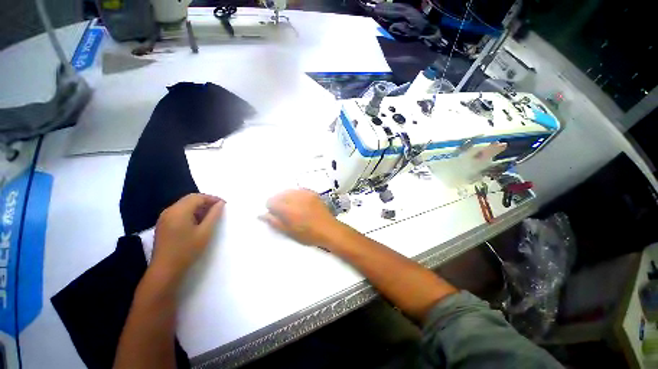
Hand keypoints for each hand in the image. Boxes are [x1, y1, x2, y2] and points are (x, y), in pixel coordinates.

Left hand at [152, 194, 224, 282]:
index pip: (197, 197)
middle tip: (218, 209)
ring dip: (198, 207)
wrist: (165, 270)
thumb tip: (220, 204)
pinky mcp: (163, 224)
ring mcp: (164, 218)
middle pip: (190, 199)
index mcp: (179, 211)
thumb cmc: (187, 250)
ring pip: (184, 205)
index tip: (224, 204)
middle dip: (206, 201)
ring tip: (210, 215)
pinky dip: (190, 212)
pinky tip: (198, 222)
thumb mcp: (205, 232)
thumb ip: (214, 215)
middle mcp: (169, 211)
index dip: (212, 198)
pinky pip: (179, 212)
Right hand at [261, 189, 343, 248]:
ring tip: (292, 207)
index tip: (275, 214)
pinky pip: (298, 190)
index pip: (271, 201)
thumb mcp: (289, 231)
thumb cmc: (308, 234)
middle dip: (278, 202)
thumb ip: (274, 222)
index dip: (270, 208)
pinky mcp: (312, 192)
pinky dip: (295, 195)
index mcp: (288, 209)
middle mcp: (295, 198)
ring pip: (288, 191)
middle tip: (283, 212)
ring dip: (286, 197)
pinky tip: (300, 203)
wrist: (329, 229)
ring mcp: (305, 193)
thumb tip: (261, 214)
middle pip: (279, 194)